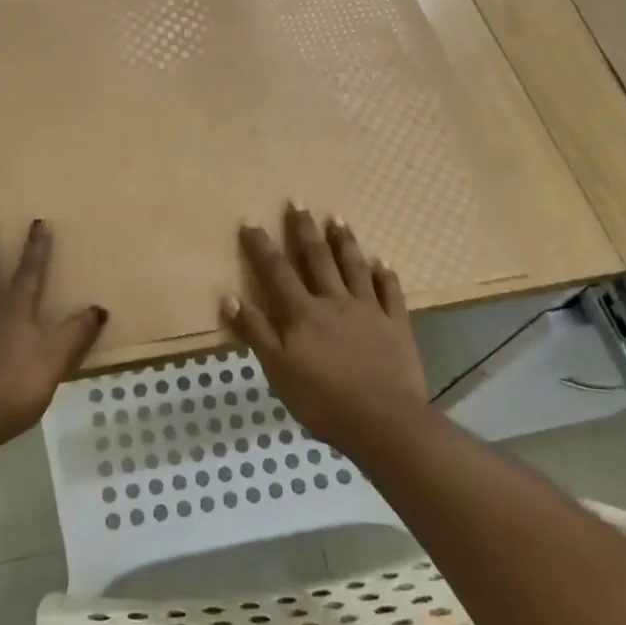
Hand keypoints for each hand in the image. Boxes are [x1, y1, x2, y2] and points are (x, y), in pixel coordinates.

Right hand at [220, 203, 431, 451]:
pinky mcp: (396, 325)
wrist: (383, 422)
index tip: (251, 223)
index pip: (277, 272)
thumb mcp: (277, 370)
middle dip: (304, 230)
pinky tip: (383, 263)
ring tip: (338, 219)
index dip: (262, 247)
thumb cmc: (322, 401)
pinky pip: (391, 293)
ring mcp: (368, 310)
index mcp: (302, 313)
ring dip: (345, 242)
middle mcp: (334, 301)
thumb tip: (229, 297)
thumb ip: (256, 332)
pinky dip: (386, 275)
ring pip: (354, 267)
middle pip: (317, 259)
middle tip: (298, 203)